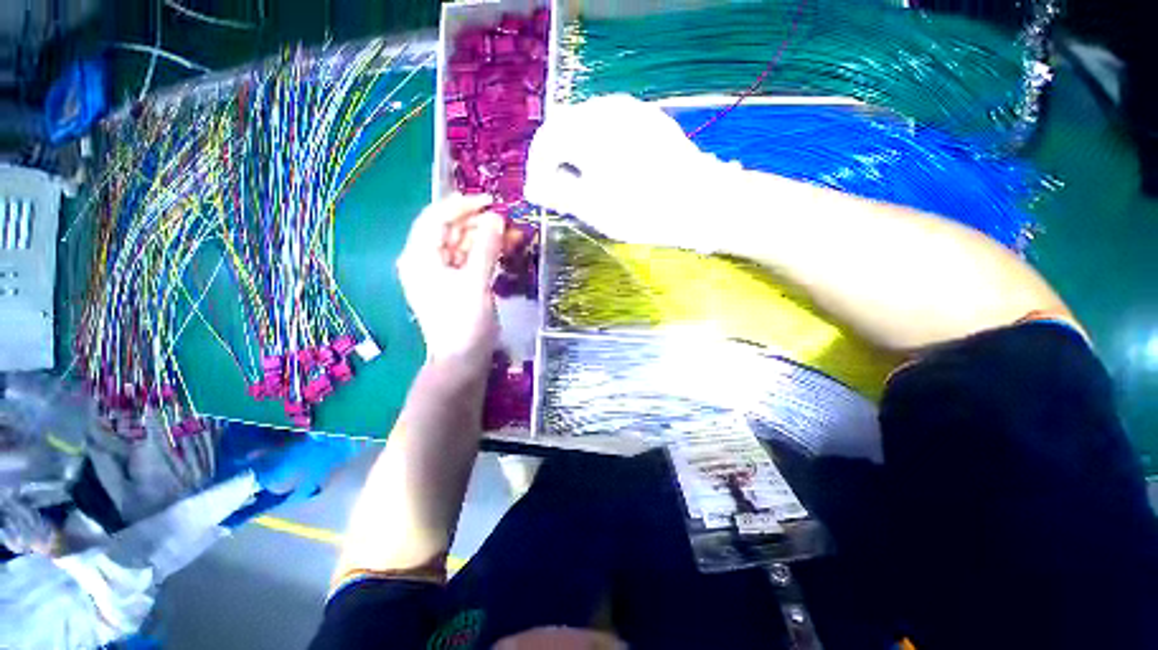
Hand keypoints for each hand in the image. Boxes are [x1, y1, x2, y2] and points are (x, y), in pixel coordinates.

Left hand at [397, 194, 505, 371]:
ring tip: (511, 237)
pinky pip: (467, 261)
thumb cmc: (464, 322)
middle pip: (449, 230)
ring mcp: (438, 274)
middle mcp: (424, 261)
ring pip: (460, 245)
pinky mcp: (452, 285)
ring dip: (485, 239)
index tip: (491, 202)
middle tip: (506, 223)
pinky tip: (503, 252)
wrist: (462, 360)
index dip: (463, 206)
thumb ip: (486, 248)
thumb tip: (497, 219)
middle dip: (478, 224)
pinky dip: (484, 255)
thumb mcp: (476, 282)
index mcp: (420, 257)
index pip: (436, 218)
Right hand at [525, 94, 742, 251]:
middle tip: (558, 190)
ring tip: (580, 182)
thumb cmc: (642, 210)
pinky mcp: (649, 119)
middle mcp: (606, 109)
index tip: (538, 196)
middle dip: (555, 160)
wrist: (701, 202)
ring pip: (587, 125)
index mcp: (587, 129)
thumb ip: (559, 193)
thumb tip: (534, 189)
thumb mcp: (593, 208)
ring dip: (576, 152)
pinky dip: (598, 147)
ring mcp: (631, 110)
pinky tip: (606, 169)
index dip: (537, 170)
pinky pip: (611, 126)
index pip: (545, 142)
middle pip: (564, 128)